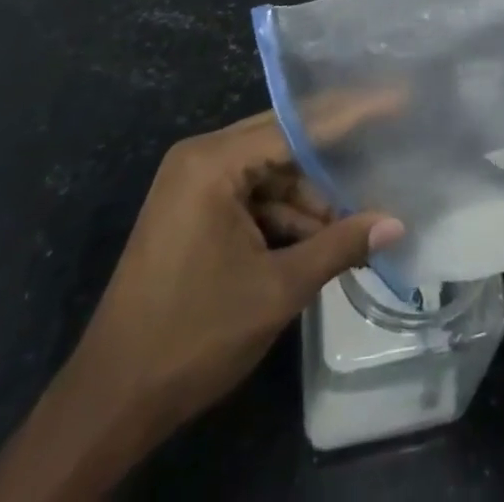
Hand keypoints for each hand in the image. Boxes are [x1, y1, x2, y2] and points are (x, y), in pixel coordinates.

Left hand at [0, 113, 402, 501]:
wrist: (107, 406)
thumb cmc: (192, 336)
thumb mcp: (276, 290)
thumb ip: (339, 246)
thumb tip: (396, 225)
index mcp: (213, 162)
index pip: (298, 124)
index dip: (352, 113)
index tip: (396, 97)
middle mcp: (201, 159)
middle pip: (284, 143)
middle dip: (333, 161)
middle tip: (386, 147)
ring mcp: (193, 186)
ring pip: (271, 175)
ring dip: (310, 201)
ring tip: (357, 221)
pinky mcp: (192, 213)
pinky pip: (252, 197)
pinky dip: (285, 218)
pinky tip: (320, 240)